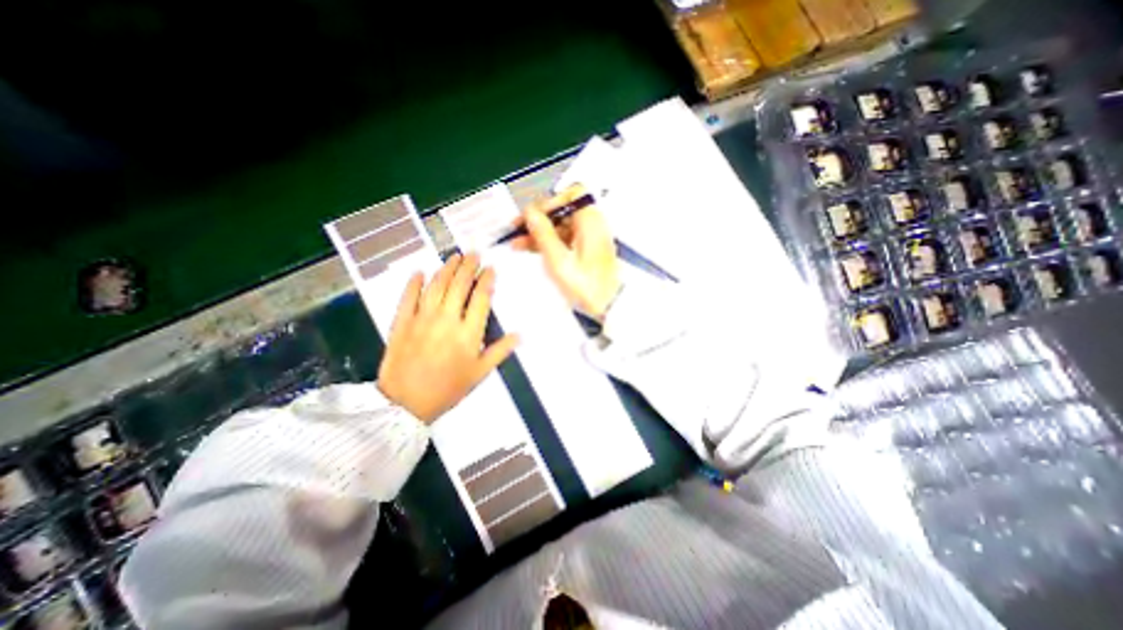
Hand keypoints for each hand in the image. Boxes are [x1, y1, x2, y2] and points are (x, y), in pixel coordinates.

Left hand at [375, 253, 519, 425]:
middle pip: (459, 286)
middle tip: (474, 253)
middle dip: (468, 267)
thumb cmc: (447, 389)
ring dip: (446, 269)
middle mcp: (447, 320)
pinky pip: (408, 297)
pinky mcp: (401, 322)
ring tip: (455, 256)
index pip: (481, 298)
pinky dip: (414, 283)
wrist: (404, 404)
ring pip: (436, 286)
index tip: (490, 268)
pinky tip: (420, 272)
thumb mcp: (479, 374)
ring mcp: (422, 318)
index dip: (487, 280)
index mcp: (469, 333)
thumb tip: (519, 335)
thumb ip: (500, 352)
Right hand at [513, 182, 618, 319]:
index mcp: (591, 221)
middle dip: (538, 220)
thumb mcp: (559, 261)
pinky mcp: (587, 250)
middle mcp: (593, 225)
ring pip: (561, 227)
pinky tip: (531, 250)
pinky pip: (565, 240)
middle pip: (563, 212)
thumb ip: (543, 234)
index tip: (529, 217)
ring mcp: (590, 238)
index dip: (547, 203)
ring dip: (540, 234)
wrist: (609, 308)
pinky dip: (549, 243)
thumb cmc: (585, 286)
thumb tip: (530, 212)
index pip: (569, 196)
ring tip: (516, 244)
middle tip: (516, 230)